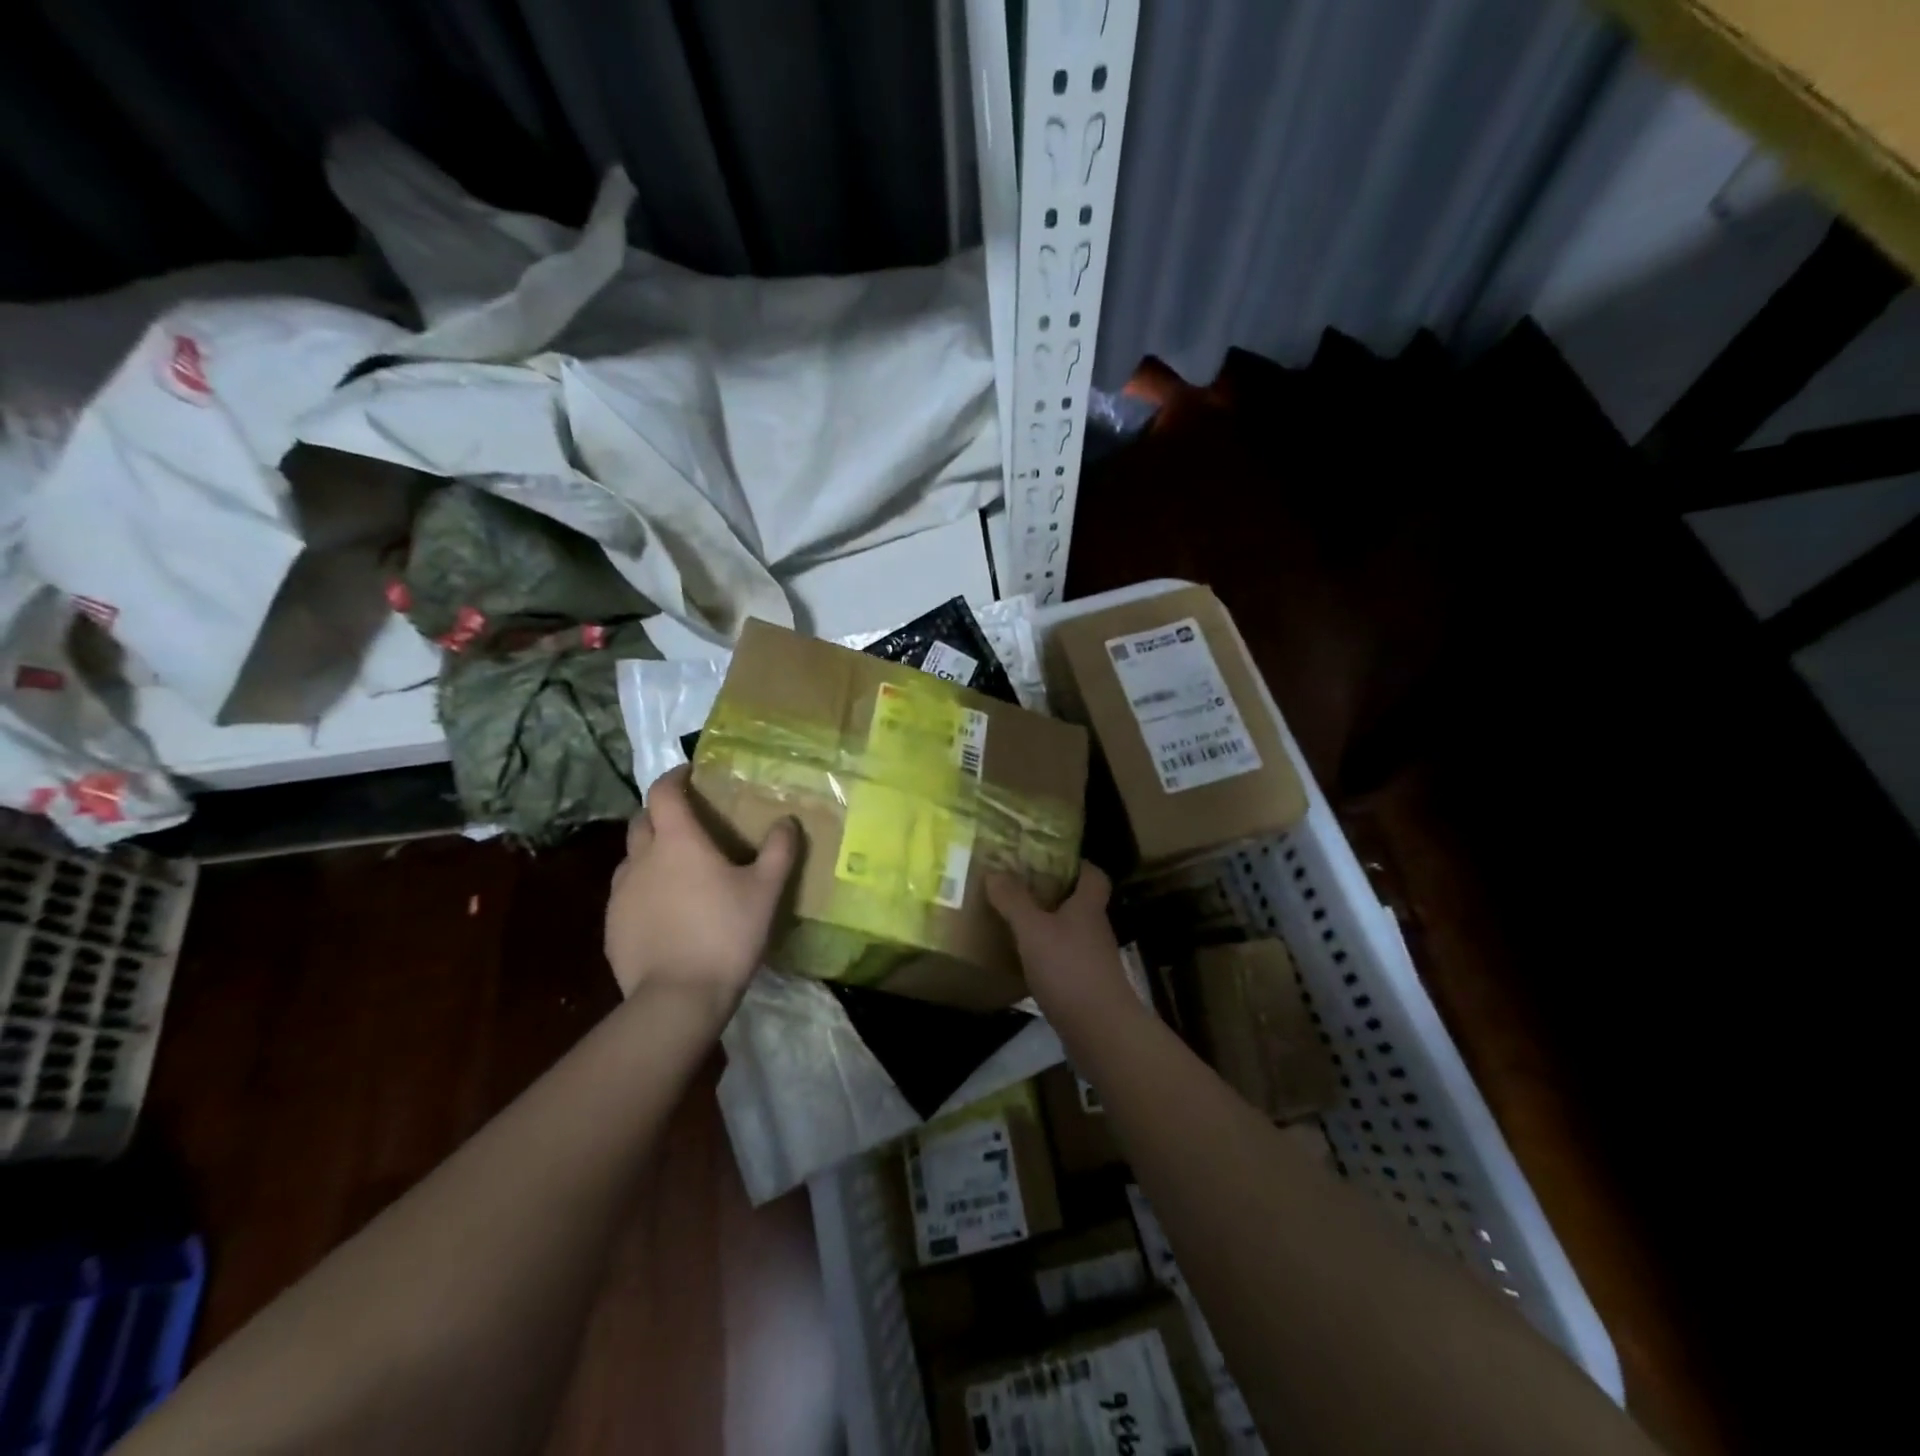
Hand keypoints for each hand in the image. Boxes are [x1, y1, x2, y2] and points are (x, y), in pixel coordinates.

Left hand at [603, 765, 797, 1009]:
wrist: (677, 998)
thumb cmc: (726, 934)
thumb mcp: (765, 891)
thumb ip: (779, 851)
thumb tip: (787, 821)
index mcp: (677, 841)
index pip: (664, 792)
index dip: (675, 777)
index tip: (690, 774)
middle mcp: (641, 859)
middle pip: (642, 821)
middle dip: (661, 813)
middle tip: (688, 823)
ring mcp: (620, 894)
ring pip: (631, 858)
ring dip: (650, 853)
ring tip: (677, 870)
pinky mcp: (611, 926)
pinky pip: (626, 894)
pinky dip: (643, 889)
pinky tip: (665, 912)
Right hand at [985, 863, 1127, 1015]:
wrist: (1101, 1031)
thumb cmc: (1069, 969)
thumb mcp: (1033, 930)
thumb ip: (1014, 901)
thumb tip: (995, 871)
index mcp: (1088, 907)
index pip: (1093, 875)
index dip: (1077, 864)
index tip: (1050, 859)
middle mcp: (1095, 930)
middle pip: (1079, 903)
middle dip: (1053, 895)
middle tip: (1019, 889)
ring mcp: (1094, 960)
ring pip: (1070, 934)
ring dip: (1047, 928)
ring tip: (1015, 924)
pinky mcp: (1087, 988)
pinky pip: (1064, 962)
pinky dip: (1047, 959)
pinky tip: (1023, 964)